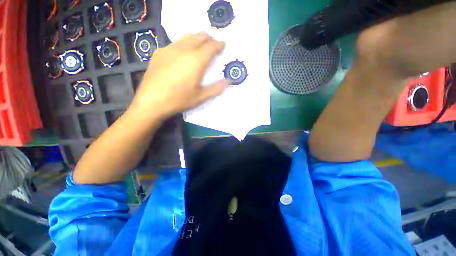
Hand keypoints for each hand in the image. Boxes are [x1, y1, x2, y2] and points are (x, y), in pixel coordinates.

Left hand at [130, 33, 228, 119]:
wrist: (151, 101)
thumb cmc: (179, 100)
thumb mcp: (201, 97)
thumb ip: (216, 88)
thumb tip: (228, 82)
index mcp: (196, 61)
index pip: (211, 46)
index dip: (219, 44)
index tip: (223, 44)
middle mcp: (184, 50)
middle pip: (200, 36)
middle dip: (209, 38)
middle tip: (214, 44)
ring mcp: (169, 49)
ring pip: (187, 36)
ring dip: (197, 38)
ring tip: (201, 45)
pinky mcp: (159, 52)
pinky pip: (175, 42)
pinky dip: (184, 44)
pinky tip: (183, 53)